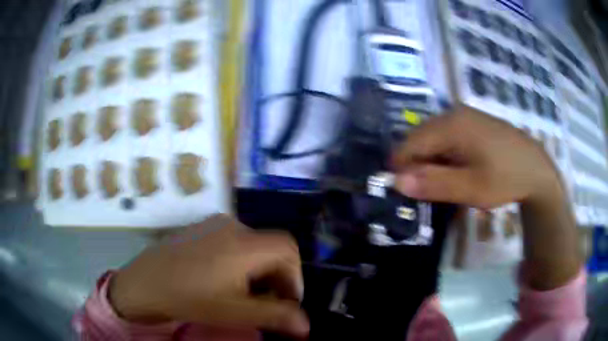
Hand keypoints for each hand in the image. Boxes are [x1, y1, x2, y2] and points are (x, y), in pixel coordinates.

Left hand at [108, 214, 309, 336]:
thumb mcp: (236, 312)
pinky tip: (223, 279)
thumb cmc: (190, 299)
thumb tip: (307, 327)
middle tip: (265, 302)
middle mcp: (232, 225)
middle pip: (270, 247)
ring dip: (258, 270)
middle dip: (276, 276)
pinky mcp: (201, 228)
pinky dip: (240, 260)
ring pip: (252, 245)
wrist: (143, 283)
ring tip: (243, 293)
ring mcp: (214, 224)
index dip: (295, 276)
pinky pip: (233, 241)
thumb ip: (276, 317)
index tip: (286, 301)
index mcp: (244, 243)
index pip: (288, 249)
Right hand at [393, 106, 580, 289]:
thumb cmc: (505, 179)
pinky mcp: (473, 122)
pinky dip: (445, 155)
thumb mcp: (471, 188)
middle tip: (431, 192)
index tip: (409, 193)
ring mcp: (464, 115)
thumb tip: (396, 181)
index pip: (409, 144)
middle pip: (420, 139)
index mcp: (451, 125)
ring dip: (433, 162)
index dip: (402, 169)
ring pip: (433, 139)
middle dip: (418, 165)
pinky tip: (460, 169)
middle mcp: (453, 113)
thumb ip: (433, 184)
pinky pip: (447, 137)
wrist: (537, 169)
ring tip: (448, 182)